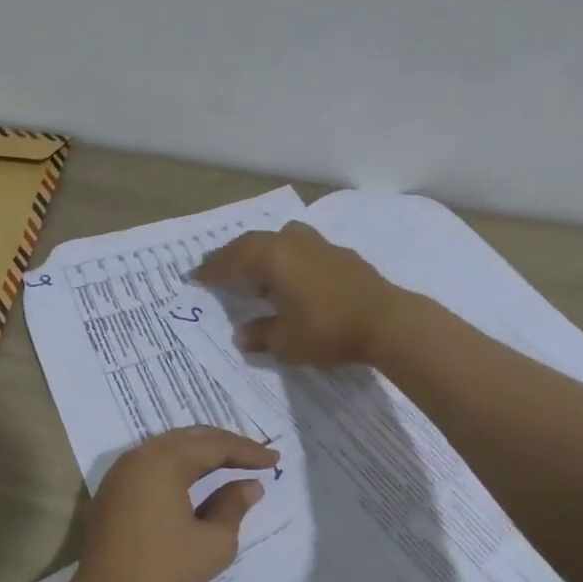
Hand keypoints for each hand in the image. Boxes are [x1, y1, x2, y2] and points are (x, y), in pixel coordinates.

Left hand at [65, 426, 277, 581]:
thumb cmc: (163, 572)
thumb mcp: (213, 543)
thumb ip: (234, 506)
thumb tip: (249, 485)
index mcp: (164, 460)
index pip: (215, 445)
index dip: (248, 451)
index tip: (275, 460)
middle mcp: (140, 456)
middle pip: (191, 438)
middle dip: (226, 444)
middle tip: (256, 456)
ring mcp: (121, 472)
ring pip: (170, 448)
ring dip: (202, 453)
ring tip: (231, 463)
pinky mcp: (113, 491)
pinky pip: (153, 463)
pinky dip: (180, 466)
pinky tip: (197, 480)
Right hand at [193, 222, 395, 366]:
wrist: (386, 321)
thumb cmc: (327, 330)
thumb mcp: (287, 341)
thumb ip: (261, 334)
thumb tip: (243, 335)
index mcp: (273, 258)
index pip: (233, 259)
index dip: (213, 269)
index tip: (195, 276)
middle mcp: (294, 243)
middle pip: (255, 242)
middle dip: (234, 255)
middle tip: (218, 268)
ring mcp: (321, 245)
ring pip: (283, 239)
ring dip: (265, 252)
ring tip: (257, 270)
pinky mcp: (343, 255)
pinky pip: (304, 249)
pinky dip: (290, 259)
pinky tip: (293, 277)